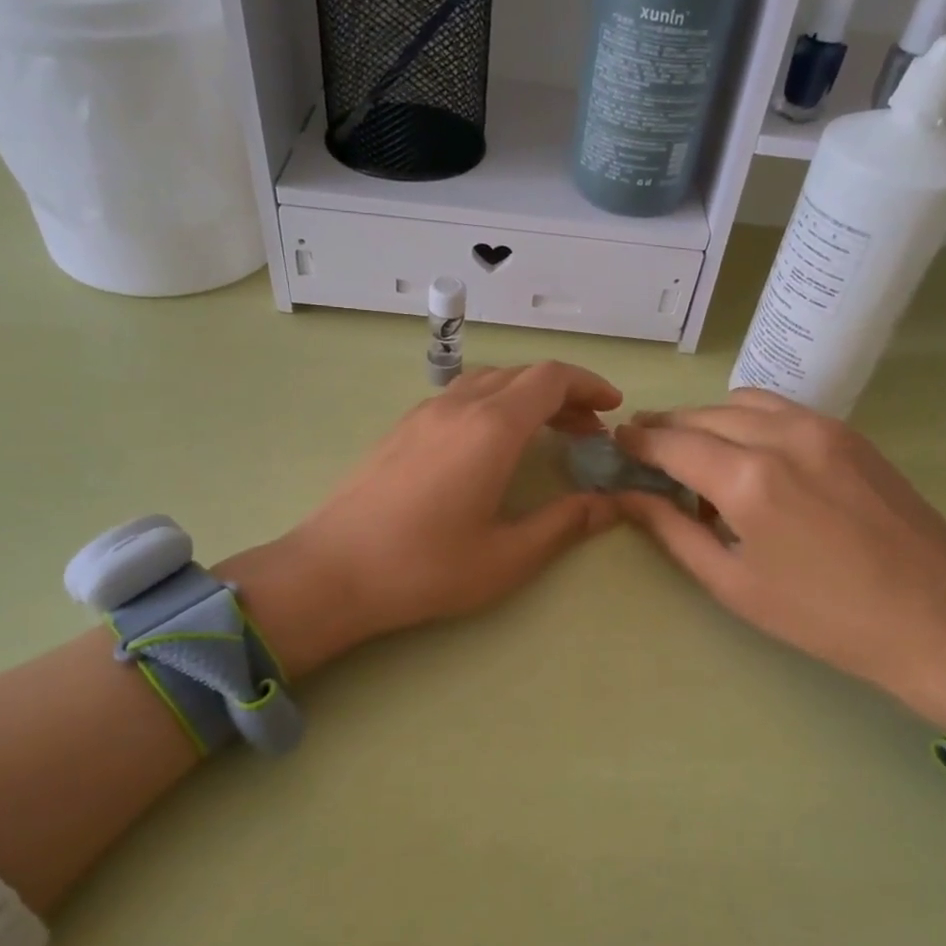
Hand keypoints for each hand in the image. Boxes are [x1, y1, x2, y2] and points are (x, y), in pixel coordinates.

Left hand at [217, 362, 621, 678]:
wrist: (333, 571)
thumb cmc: (425, 567)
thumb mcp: (507, 556)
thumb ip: (564, 524)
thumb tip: (609, 504)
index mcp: (491, 428)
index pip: (551, 378)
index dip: (589, 385)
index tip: (613, 409)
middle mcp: (459, 406)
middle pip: (522, 375)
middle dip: (564, 393)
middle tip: (589, 430)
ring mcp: (424, 413)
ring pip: (488, 381)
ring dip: (526, 396)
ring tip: (547, 432)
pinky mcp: (402, 428)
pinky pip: (460, 396)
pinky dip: (494, 404)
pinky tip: (493, 443)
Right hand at [614, 389, 945, 732]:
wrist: (936, 617)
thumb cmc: (823, 615)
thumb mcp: (733, 584)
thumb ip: (674, 532)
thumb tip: (630, 498)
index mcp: (747, 479)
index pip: (672, 442)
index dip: (638, 441)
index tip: (616, 444)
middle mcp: (780, 436)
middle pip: (702, 415)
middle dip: (665, 427)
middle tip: (644, 448)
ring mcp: (820, 427)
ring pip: (741, 402)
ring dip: (706, 418)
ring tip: (693, 449)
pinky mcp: (848, 432)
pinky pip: (780, 408)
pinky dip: (747, 418)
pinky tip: (745, 450)